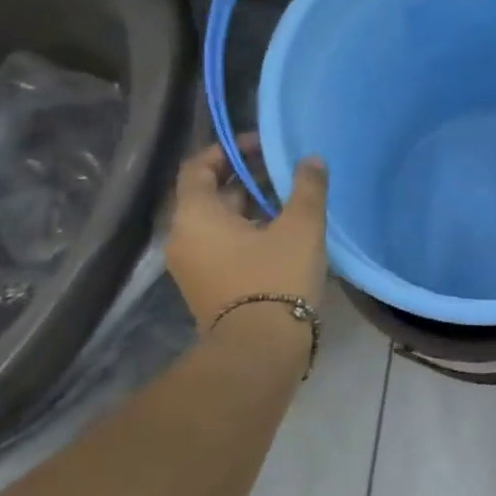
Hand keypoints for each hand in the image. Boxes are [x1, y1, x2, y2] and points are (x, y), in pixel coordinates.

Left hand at [166, 136, 328, 335]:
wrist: (260, 349)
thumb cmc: (276, 277)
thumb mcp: (301, 226)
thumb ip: (308, 188)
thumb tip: (312, 160)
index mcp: (195, 215)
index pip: (198, 166)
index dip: (228, 150)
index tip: (262, 146)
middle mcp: (183, 237)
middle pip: (209, 194)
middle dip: (245, 179)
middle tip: (283, 171)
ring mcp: (192, 266)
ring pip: (218, 222)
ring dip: (249, 207)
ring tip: (289, 201)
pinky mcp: (207, 287)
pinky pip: (223, 246)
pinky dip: (247, 232)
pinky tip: (282, 234)